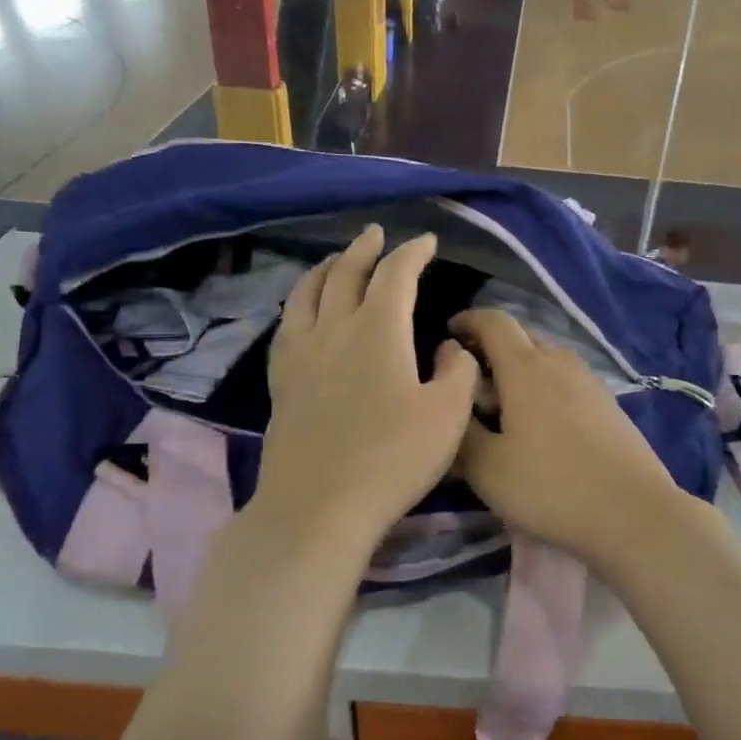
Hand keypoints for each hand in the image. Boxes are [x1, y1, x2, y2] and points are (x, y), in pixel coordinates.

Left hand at [255, 227, 478, 553]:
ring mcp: (301, 354)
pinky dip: (300, 303)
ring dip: (326, 268)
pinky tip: (303, 312)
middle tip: (377, 234)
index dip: (413, 252)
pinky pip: (287, 325)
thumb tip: (448, 347)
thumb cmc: (393, 459)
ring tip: (336, 260)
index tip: (427, 242)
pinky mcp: (282, 382)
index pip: (396, 274)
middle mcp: (334, 330)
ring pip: (307, 293)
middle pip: (345, 273)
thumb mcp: (449, 416)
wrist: (319, 505)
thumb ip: (458, 372)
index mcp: (378, 330)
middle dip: (364, 249)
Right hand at [450, 309, 689, 568]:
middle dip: (492, 345)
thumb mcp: (487, 468)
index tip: (448, 333)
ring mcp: (590, 383)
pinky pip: (567, 381)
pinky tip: (540, 423)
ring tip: (502, 402)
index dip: (468, 320)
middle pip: (523, 336)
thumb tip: (451, 403)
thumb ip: (461, 431)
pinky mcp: (609, 406)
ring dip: (520, 368)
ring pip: (547, 359)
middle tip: (470, 377)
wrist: (633, 512)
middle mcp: (560, 363)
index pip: (494, 322)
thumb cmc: (550, 486)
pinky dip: (545, 387)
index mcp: (526, 368)